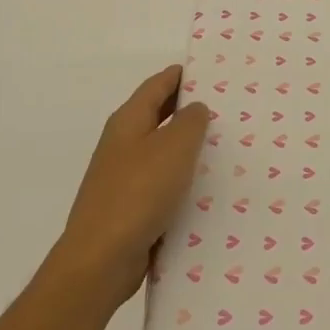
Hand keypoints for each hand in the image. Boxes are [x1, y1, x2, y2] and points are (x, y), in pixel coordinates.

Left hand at [53, 65, 209, 311]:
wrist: (101, 259)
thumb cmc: (139, 193)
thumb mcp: (174, 148)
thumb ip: (190, 121)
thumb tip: (195, 107)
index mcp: (128, 120)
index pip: (157, 84)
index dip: (182, 74)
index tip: (212, 70)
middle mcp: (122, 143)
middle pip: (158, 115)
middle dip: (189, 109)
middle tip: (228, 107)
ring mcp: (123, 176)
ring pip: (162, 150)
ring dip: (188, 146)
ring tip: (225, 145)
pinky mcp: (130, 206)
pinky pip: (162, 182)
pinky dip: (182, 178)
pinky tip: (206, 187)